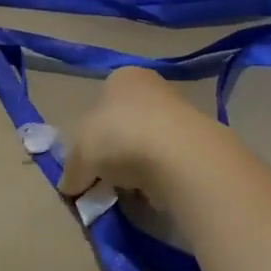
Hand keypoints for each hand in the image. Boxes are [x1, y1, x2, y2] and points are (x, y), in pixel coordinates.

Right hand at [57, 67, 230, 205]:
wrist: (182, 159)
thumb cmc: (120, 138)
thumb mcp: (80, 154)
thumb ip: (71, 170)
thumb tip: (70, 186)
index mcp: (123, 77)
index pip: (99, 102)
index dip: (88, 134)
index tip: (86, 161)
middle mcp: (154, 87)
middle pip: (124, 124)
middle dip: (113, 153)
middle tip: (103, 180)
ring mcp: (182, 114)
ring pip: (147, 145)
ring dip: (136, 168)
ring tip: (127, 191)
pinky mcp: (201, 143)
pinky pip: (169, 163)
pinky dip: (159, 178)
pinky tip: (152, 193)